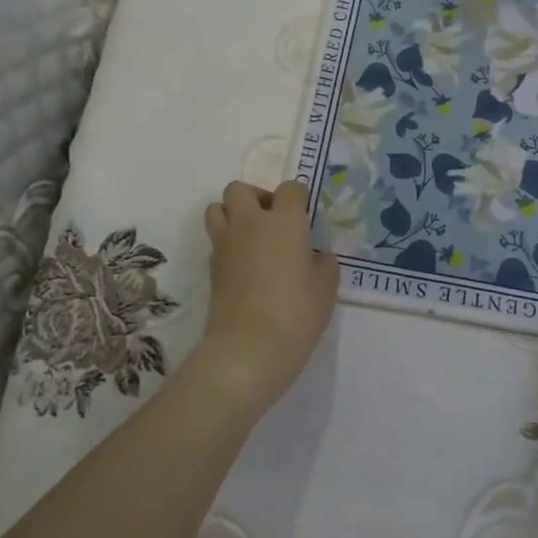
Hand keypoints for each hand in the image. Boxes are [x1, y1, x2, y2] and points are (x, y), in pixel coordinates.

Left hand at [191, 180, 339, 414]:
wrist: (248, 349)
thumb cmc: (296, 313)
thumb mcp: (326, 288)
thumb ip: (323, 263)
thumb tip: (316, 255)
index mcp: (284, 221)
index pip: (290, 188)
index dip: (298, 197)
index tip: (305, 214)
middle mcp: (250, 223)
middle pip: (240, 189)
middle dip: (256, 197)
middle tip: (273, 221)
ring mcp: (225, 244)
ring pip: (217, 208)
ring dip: (233, 215)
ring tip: (253, 238)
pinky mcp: (211, 267)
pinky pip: (216, 240)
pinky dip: (228, 243)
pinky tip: (245, 266)